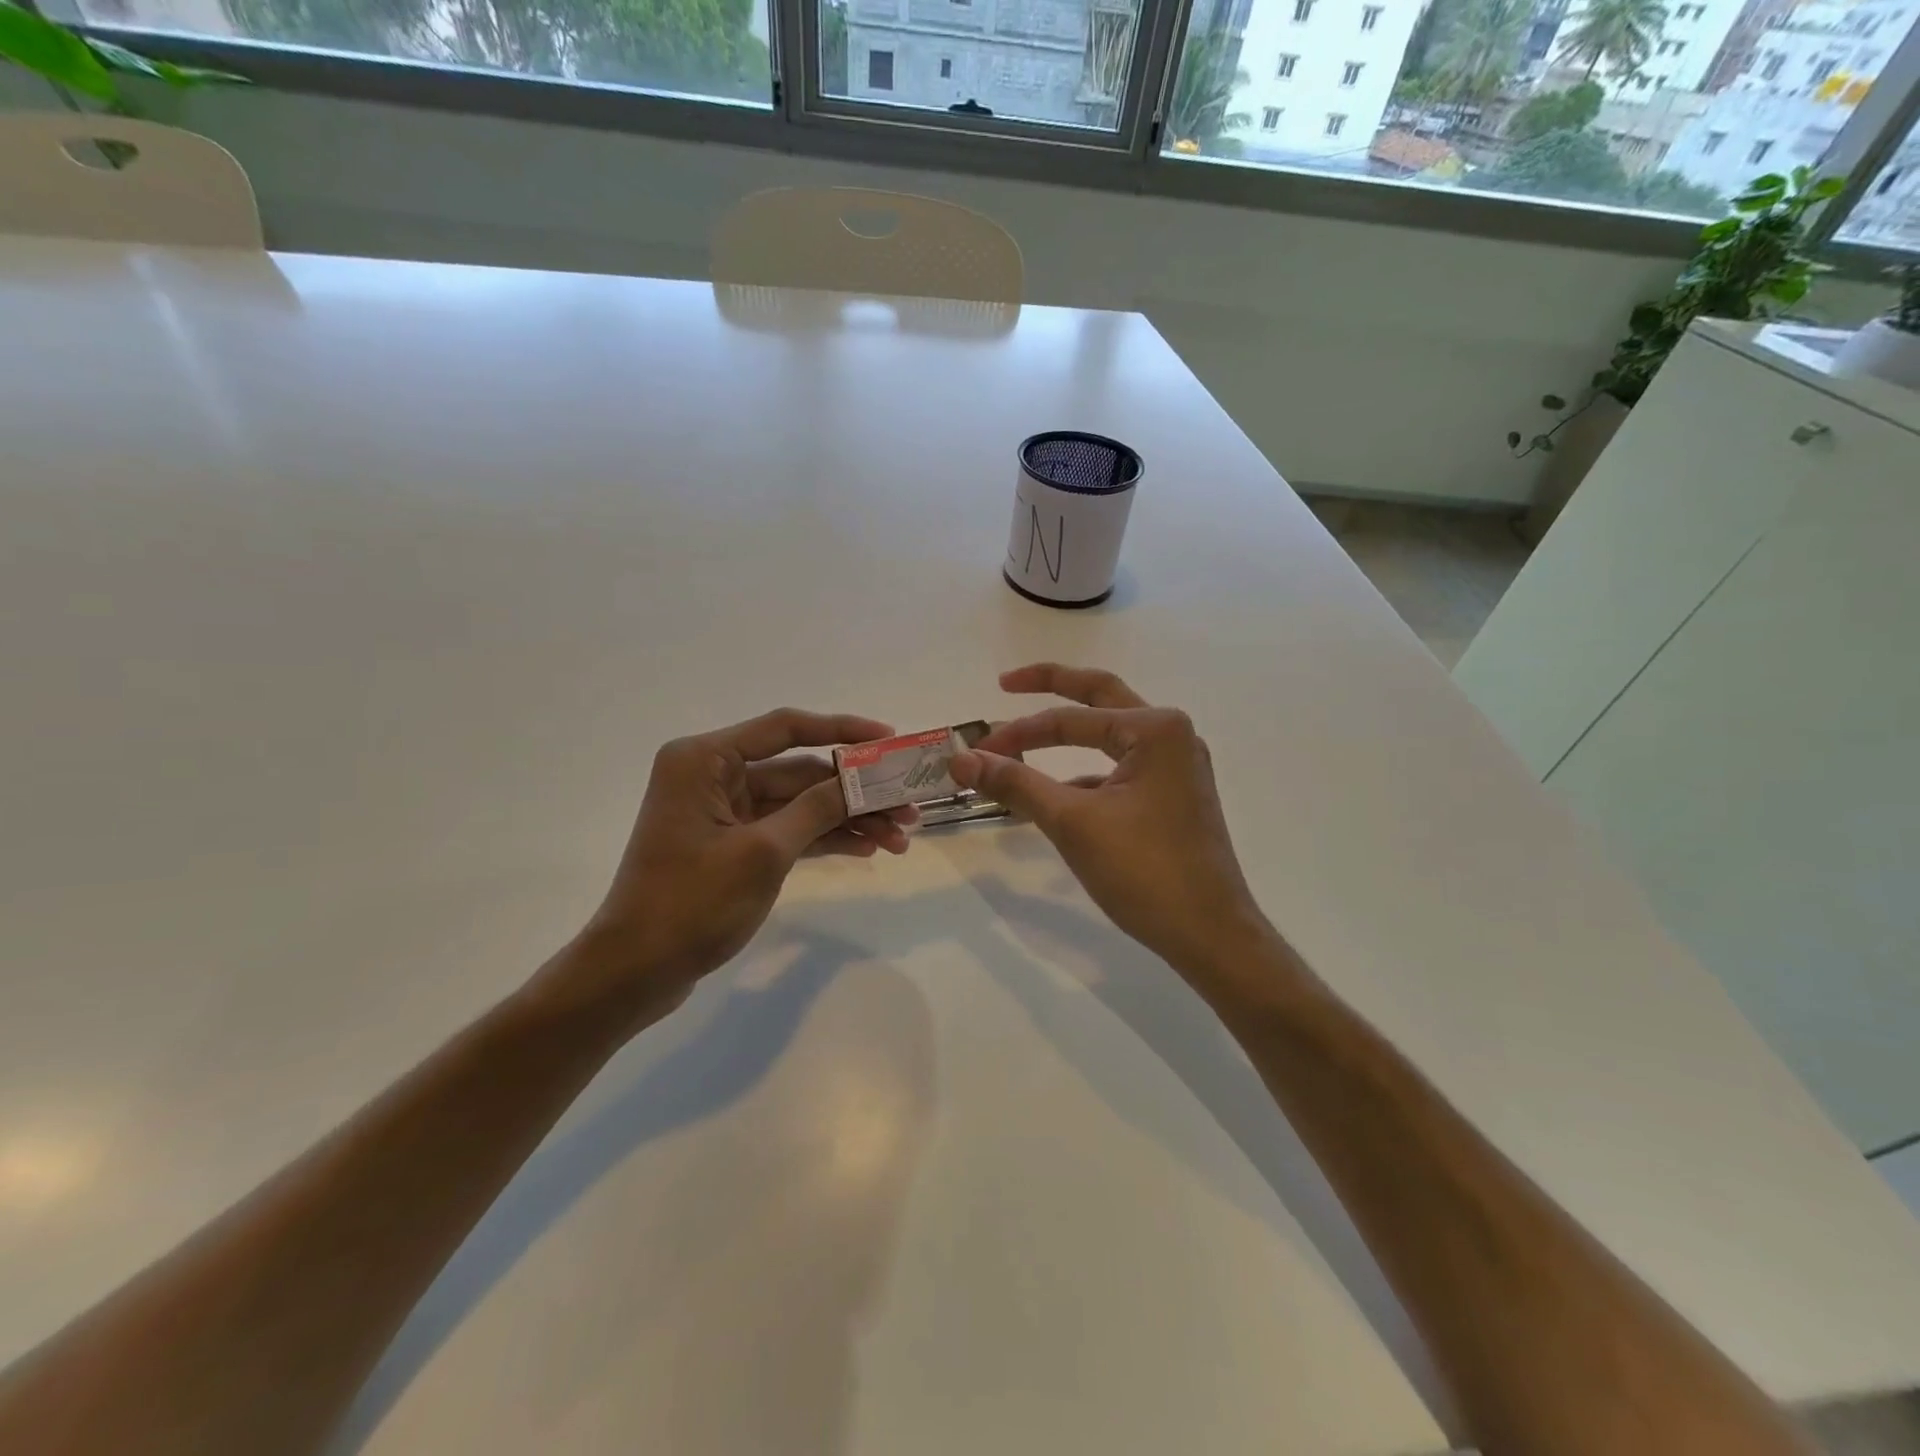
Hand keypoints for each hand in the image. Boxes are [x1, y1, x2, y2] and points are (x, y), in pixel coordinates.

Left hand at [570, 709, 914, 1014]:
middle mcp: (714, 775)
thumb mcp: (763, 852)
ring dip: (847, 818)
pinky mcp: (734, 844)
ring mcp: (725, 812)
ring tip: (900, 838)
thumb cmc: (691, 902)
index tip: (889, 738)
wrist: (635, 971)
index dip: (842, 730)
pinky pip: (788, 829)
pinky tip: (868, 848)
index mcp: (706, 760)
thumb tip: (863, 779)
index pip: (785, 728)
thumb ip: (817, 809)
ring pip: (800, 804)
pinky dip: (824, 838)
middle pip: (799, 770)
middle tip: (908, 805)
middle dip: (854, 790)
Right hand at [950, 665, 1269, 977]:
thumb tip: (960, 760)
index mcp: (1154, 729)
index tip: (974, 751)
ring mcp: (1177, 766)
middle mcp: (1172, 735)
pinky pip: (1121, 768)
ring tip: (1022, 746)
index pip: (1069, 719)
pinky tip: (1059, 797)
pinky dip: (1086, 774)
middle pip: (1100, 697)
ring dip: (1068, 736)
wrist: (1209, 935)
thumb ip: (1016, 783)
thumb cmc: (1144, 871)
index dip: (1016, 733)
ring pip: (1110, 735)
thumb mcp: (1072, 822)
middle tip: (1006, 682)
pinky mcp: (1174, 795)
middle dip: (1052, 687)